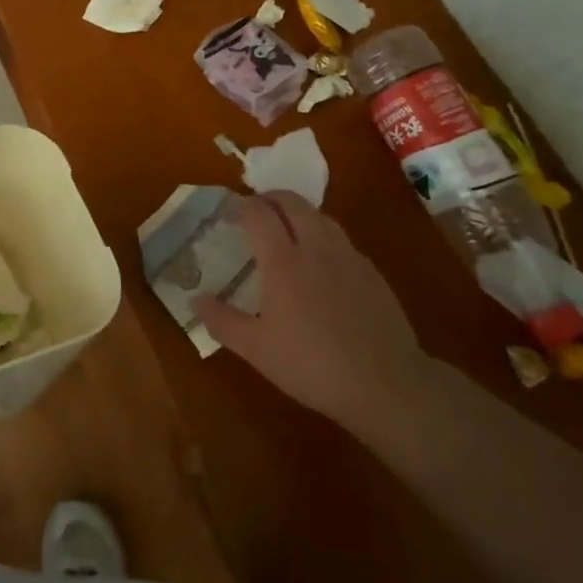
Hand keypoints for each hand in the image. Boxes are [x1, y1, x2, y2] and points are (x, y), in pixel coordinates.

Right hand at [194, 192, 428, 435]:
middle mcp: (315, 247)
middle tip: (255, 210)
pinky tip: (321, 263)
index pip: (258, 213)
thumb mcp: (256, 349)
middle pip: (292, 202)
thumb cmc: (311, 364)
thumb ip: (223, 321)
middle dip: (270, 198)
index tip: (229, 213)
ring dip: (298, 212)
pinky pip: (341, 239)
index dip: (241, 207)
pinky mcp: (371, 272)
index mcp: (283, 261)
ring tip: (286, 229)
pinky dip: (323, 236)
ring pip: (320, 216)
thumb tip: (196, 299)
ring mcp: (348, 257)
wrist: (386, 383)